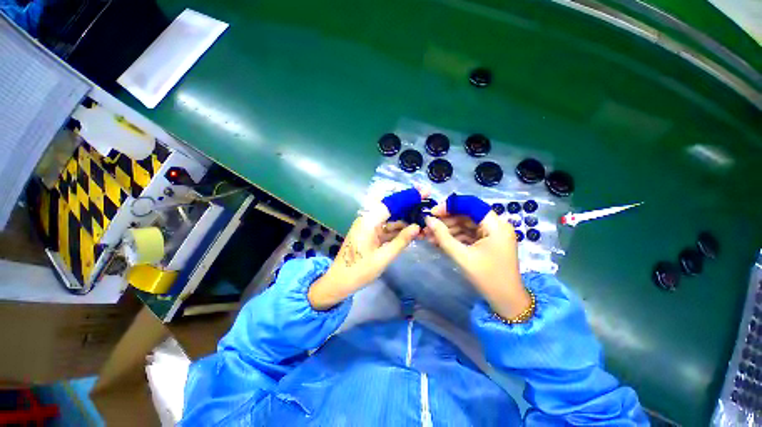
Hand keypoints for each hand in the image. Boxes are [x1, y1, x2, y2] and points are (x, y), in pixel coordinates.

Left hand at [307, 190, 423, 309]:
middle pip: (391, 209)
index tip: (424, 191)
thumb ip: (401, 241)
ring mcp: (368, 227)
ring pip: (390, 219)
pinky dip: (397, 230)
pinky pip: (386, 228)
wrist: (339, 282)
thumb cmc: (359, 271)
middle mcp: (367, 220)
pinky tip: (410, 231)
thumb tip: (417, 227)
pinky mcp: (369, 234)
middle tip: (426, 204)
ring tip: (423, 221)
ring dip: (405, 221)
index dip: (408, 197)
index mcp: (368, 222)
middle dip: (408, 207)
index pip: (391, 204)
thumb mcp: (383, 257)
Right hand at [424, 194, 530, 319]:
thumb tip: (428, 220)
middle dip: (446, 220)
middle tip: (427, 225)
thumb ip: (443, 236)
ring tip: (429, 235)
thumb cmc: (487, 278)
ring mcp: (492, 234)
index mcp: (496, 225)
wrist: (506, 301)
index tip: (432, 212)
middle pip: (467, 214)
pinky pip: (468, 234)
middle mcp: (496, 225)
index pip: (471, 205)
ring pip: (466, 224)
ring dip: (448, 229)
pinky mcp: (487, 242)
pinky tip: (439, 241)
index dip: (450, 206)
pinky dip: (454, 237)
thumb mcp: (462, 256)